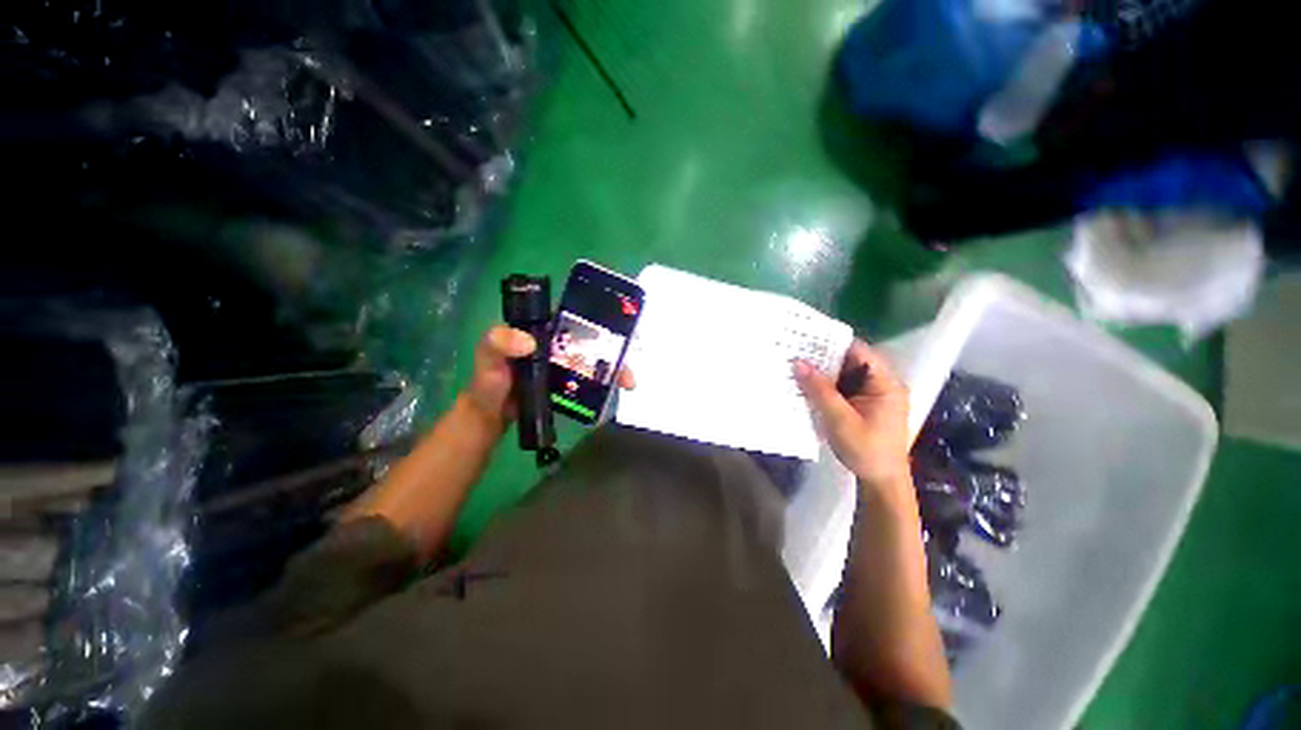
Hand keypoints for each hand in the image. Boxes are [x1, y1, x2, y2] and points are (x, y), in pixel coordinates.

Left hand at [465, 325, 635, 427]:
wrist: (491, 414)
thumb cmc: (489, 379)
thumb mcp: (488, 355)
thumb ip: (498, 342)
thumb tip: (528, 342)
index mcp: (544, 328)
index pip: (576, 317)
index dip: (600, 319)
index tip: (621, 327)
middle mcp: (559, 343)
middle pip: (594, 340)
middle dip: (616, 348)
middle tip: (628, 360)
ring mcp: (566, 364)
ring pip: (597, 360)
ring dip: (616, 368)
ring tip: (629, 381)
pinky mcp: (569, 383)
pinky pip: (591, 380)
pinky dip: (607, 384)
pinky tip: (619, 390)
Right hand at [794, 340, 911, 490]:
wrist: (881, 481)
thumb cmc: (865, 450)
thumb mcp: (839, 420)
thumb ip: (819, 390)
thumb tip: (798, 362)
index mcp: (885, 383)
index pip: (859, 351)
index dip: (832, 343)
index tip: (805, 339)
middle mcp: (882, 384)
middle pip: (851, 361)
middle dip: (823, 357)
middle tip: (794, 352)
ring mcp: (874, 394)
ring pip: (845, 374)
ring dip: (823, 372)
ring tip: (796, 366)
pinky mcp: (865, 404)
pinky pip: (844, 388)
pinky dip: (827, 386)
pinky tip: (807, 386)